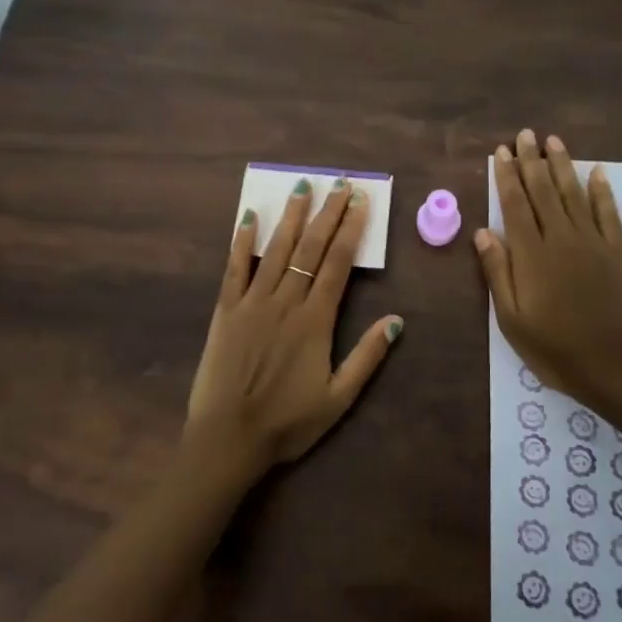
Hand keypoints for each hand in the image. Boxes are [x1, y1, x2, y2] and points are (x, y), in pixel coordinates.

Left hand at [186, 178, 402, 476]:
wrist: (228, 438)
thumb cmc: (287, 423)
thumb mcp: (338, 398)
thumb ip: (367, 357)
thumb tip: (396, 320)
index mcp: (315, 320)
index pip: (338, 264)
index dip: (351, 230)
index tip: (359, 202)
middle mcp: (286, 302)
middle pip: (311, 248)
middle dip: (328, 213)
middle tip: (339, 183)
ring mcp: (252, 302)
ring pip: (276, 250)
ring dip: (292, 217)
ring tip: (302, 187)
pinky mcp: (225, 310)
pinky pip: (235, 268)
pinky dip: (242, 242)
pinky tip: (248, 218)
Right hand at [476, 129, 621, 420]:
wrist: (616, 368)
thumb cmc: (555, 348)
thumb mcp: (512, 319)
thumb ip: (498, 271)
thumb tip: (483, 231)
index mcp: (532, 254)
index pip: (515, 204)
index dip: (507, 176)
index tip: (501, 152)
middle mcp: (562, 238)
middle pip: (544, 191)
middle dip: (532, 161)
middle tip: (525, 134)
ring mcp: (593, 243)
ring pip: (574, 194)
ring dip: (562, 166)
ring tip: (553, 141)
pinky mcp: (617, 253)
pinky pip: (609, 213)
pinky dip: (603, 191)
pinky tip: (598, 172)